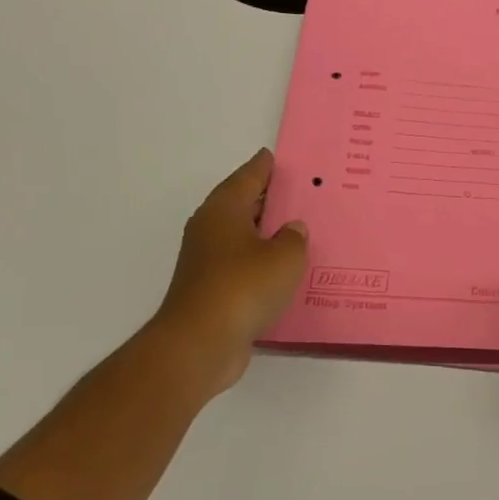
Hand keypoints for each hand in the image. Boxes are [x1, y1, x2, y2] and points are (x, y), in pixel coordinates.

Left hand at [150, 149, 308, 400]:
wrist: (201, 342)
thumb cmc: (244, 287)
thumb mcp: (285, 257)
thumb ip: (294, 238)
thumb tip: (291, 229)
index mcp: (224, 211)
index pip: (247, 178)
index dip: (263, 167)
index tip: (274, 157)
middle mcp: (210, 230)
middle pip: (241, 205)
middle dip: (266, 199)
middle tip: (297, 192)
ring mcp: (207, 261)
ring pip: (242, 237)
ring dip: (265, 234)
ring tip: (297, 231)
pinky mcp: (212, 290)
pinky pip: (243, 265)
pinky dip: (261, 263)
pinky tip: (283, 271)